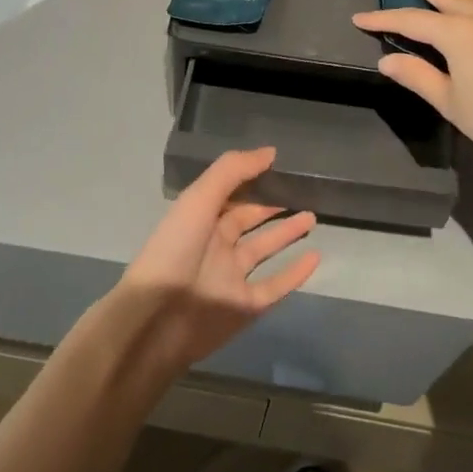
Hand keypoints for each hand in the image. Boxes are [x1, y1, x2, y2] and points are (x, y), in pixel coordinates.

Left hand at [112, 148, 318, 373]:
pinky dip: (295, 273)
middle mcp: (216, 245)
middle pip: (249, 220)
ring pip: (265, 250)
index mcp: (200, 219)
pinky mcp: (245, 307)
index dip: (252, 179)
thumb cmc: (174, 251)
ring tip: (313, 217)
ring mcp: (231, 277)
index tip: (281, 166)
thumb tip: (270, 152)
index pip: (231, 194)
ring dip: (287, 234)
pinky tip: (315, 257)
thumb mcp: (199, 200)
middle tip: (303, 192)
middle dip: (272, 206)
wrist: (157, 319)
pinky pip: (275, 286)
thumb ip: (232, 172)